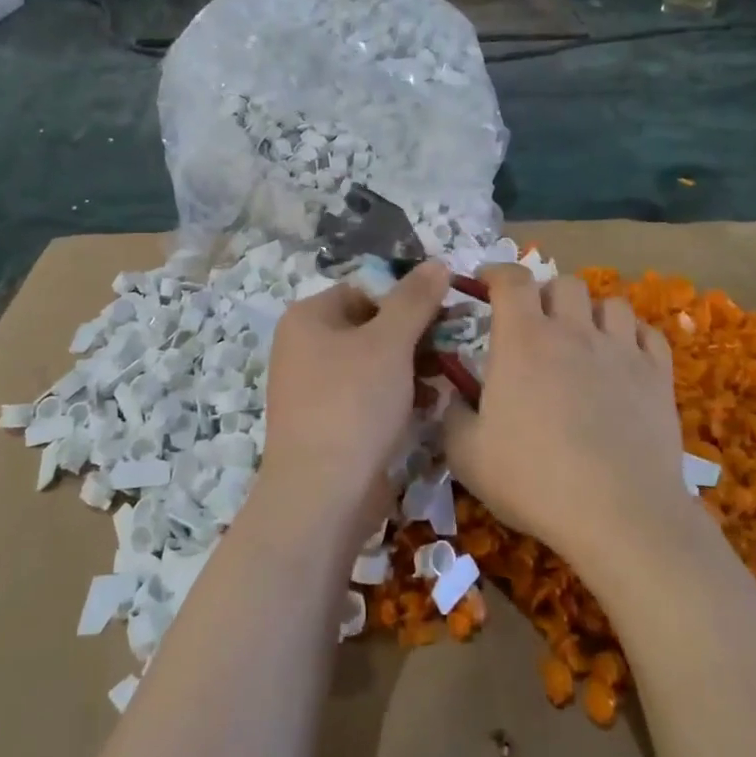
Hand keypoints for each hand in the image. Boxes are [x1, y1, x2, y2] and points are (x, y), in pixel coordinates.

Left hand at [260, 261, 450, 551]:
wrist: (322, 494)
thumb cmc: (354, 404)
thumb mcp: (390, 343)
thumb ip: (415, 299)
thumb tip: (437, 262)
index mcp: (308, 318)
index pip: (365, 290)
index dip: (406, 298)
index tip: (445, 314)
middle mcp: (303, 347)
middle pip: (369, 326)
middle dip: (413, 336)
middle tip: (451, 345)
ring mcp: (312, 388)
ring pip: (371, 363)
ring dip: (410, 366)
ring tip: (445, 377)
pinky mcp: (327, 423)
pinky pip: (366, 395)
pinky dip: (395, 395)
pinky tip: (427, 405)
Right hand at [443, 265, 687, 577]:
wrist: (619, 514)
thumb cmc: (533, 480)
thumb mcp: (467, 455)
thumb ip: (452, 415)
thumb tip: (452, 394)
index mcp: (523, 340)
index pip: (511, 280)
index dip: (496, 272)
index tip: (484, 282)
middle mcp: (573, 332)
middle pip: (563, 283)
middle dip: (545, 294)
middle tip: (534, 323)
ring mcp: (621, 350)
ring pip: (610, 302)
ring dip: (590, 312)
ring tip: (582, 338)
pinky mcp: (657, 375)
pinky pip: (647, 333)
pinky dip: (631, 335)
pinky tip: (622, 356)